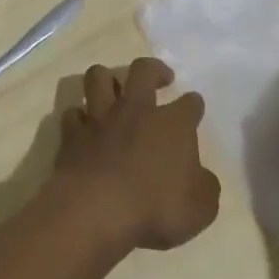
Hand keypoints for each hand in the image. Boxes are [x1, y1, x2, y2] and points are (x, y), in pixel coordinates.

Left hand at [53, 57, 219, 252]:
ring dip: (107, 79)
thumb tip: (202, 178)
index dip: (194, 104)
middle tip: (160, 77)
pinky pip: (73, 113)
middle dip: (154, 69)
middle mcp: (136, 110)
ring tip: (114, 88)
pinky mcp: (72, 133)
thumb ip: (205, 188)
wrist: (97, 209)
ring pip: (99, 77)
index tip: (195, 106)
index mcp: (173, 124)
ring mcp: (100, 117)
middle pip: (143, 71)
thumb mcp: (200, 209)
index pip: (189, 103)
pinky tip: (84, 125)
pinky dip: (79, 117)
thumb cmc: (155, 207)